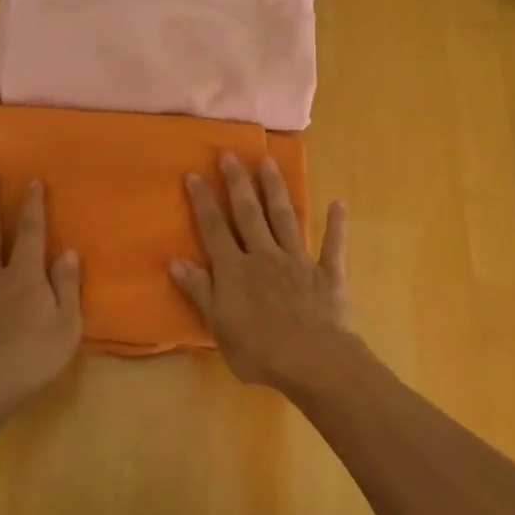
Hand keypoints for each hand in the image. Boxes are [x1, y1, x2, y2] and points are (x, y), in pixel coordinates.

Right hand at [170, 154, 353, 392]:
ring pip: (285, 218)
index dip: (203, 201)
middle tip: (230, 154)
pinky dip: (336, 225)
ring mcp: (297, 261)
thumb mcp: (218, 326)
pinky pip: (332, 245)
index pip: (214, 228)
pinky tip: (339, 203)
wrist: (312, 360)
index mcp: (235, 270)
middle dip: (238, 182)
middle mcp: (264, 255)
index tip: (194, 173)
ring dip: (276, 190)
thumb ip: (199, 291)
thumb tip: (176, 261)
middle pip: (248, 213)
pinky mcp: (327, 273)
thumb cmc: (259, 350)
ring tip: (269, 162)